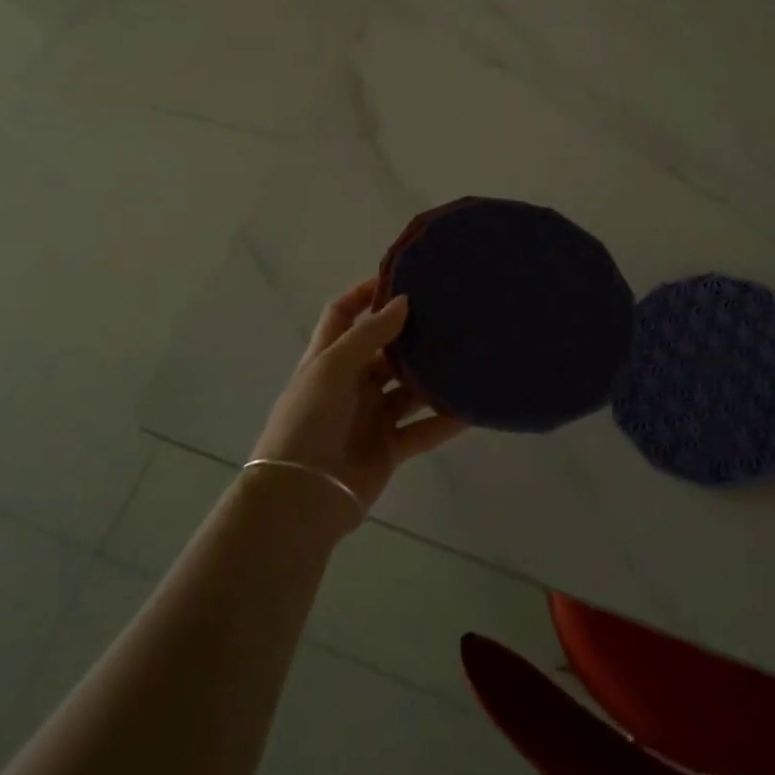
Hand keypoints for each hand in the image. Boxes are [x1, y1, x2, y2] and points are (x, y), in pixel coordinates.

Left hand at [251, 278, 464, 518]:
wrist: (302, 496)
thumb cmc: (310, 421)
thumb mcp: (332, 368)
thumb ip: (369, 334)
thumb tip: (403, 301)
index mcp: (329, 359)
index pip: (344, 314)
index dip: (366, 294)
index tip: (401, 278)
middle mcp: (351, 383)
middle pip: (384, 350)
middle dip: (410, 334)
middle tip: (449, 314)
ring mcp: (371, 416)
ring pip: (408, 389)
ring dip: (432, 376)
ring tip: (467, 354)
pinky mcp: (389, 447)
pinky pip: (423, 429)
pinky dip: (445, 420)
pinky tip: (472, 407)